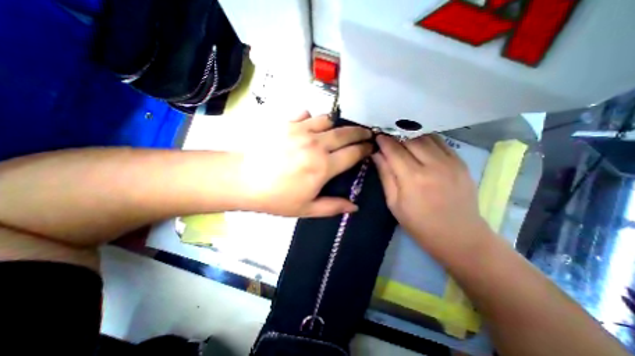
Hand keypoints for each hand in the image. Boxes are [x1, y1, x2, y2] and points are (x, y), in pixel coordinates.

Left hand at [234, 112, 373, 216]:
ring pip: (328, 120)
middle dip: (359, 132)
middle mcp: (317, 144)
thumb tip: (354, 207)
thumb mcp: (307, 208)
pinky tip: (309, 126)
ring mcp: (301, 130)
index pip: (353, 153)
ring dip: (336, 125)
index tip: (370, 147)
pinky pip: (306, 114)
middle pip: (346, 133)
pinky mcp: (286, 123)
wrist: (243, 180)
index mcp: (324, 166)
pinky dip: (312, 119)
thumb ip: (333, 207)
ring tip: (335, 132)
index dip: (365, 149)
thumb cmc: (276, 198)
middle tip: (365, 133)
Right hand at [373, 135, 492, 259]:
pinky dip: (427, 139)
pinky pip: (441, 142)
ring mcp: (450, 162)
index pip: (394, 150)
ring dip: (411, 135)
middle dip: (396, 135)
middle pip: (410, 139)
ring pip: (426, 137)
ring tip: (401, 139)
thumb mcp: (394, 203)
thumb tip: (376, 154)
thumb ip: (385, 175)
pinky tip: (420, 143)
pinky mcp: (461, 163)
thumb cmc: (419, 224)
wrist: (459, 236)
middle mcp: (432, 165)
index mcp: (412, 178)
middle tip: (387, 137)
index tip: (377, 136)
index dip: (383, 141)